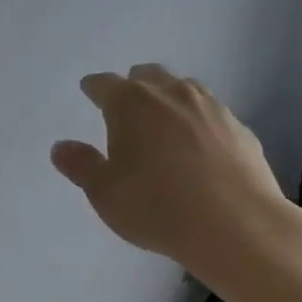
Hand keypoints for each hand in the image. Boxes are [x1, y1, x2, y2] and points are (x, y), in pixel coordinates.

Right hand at [51, 64, 301, 290]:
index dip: (95, 88)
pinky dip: (199, 122)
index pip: (105, 84)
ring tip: (163, 119)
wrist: (235, 224)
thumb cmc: (156, 206)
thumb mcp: (105, 193)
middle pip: (148, 76)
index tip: (89, 90)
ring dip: (169, 98)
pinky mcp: (240, 129)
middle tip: (126, 104)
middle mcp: (172, 94)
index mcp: (131, 103)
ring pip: (184, 89)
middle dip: (134, 85)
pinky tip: (199, 145)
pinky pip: (212, 115)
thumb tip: (61, 147)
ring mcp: (211, 108)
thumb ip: (81, 165)